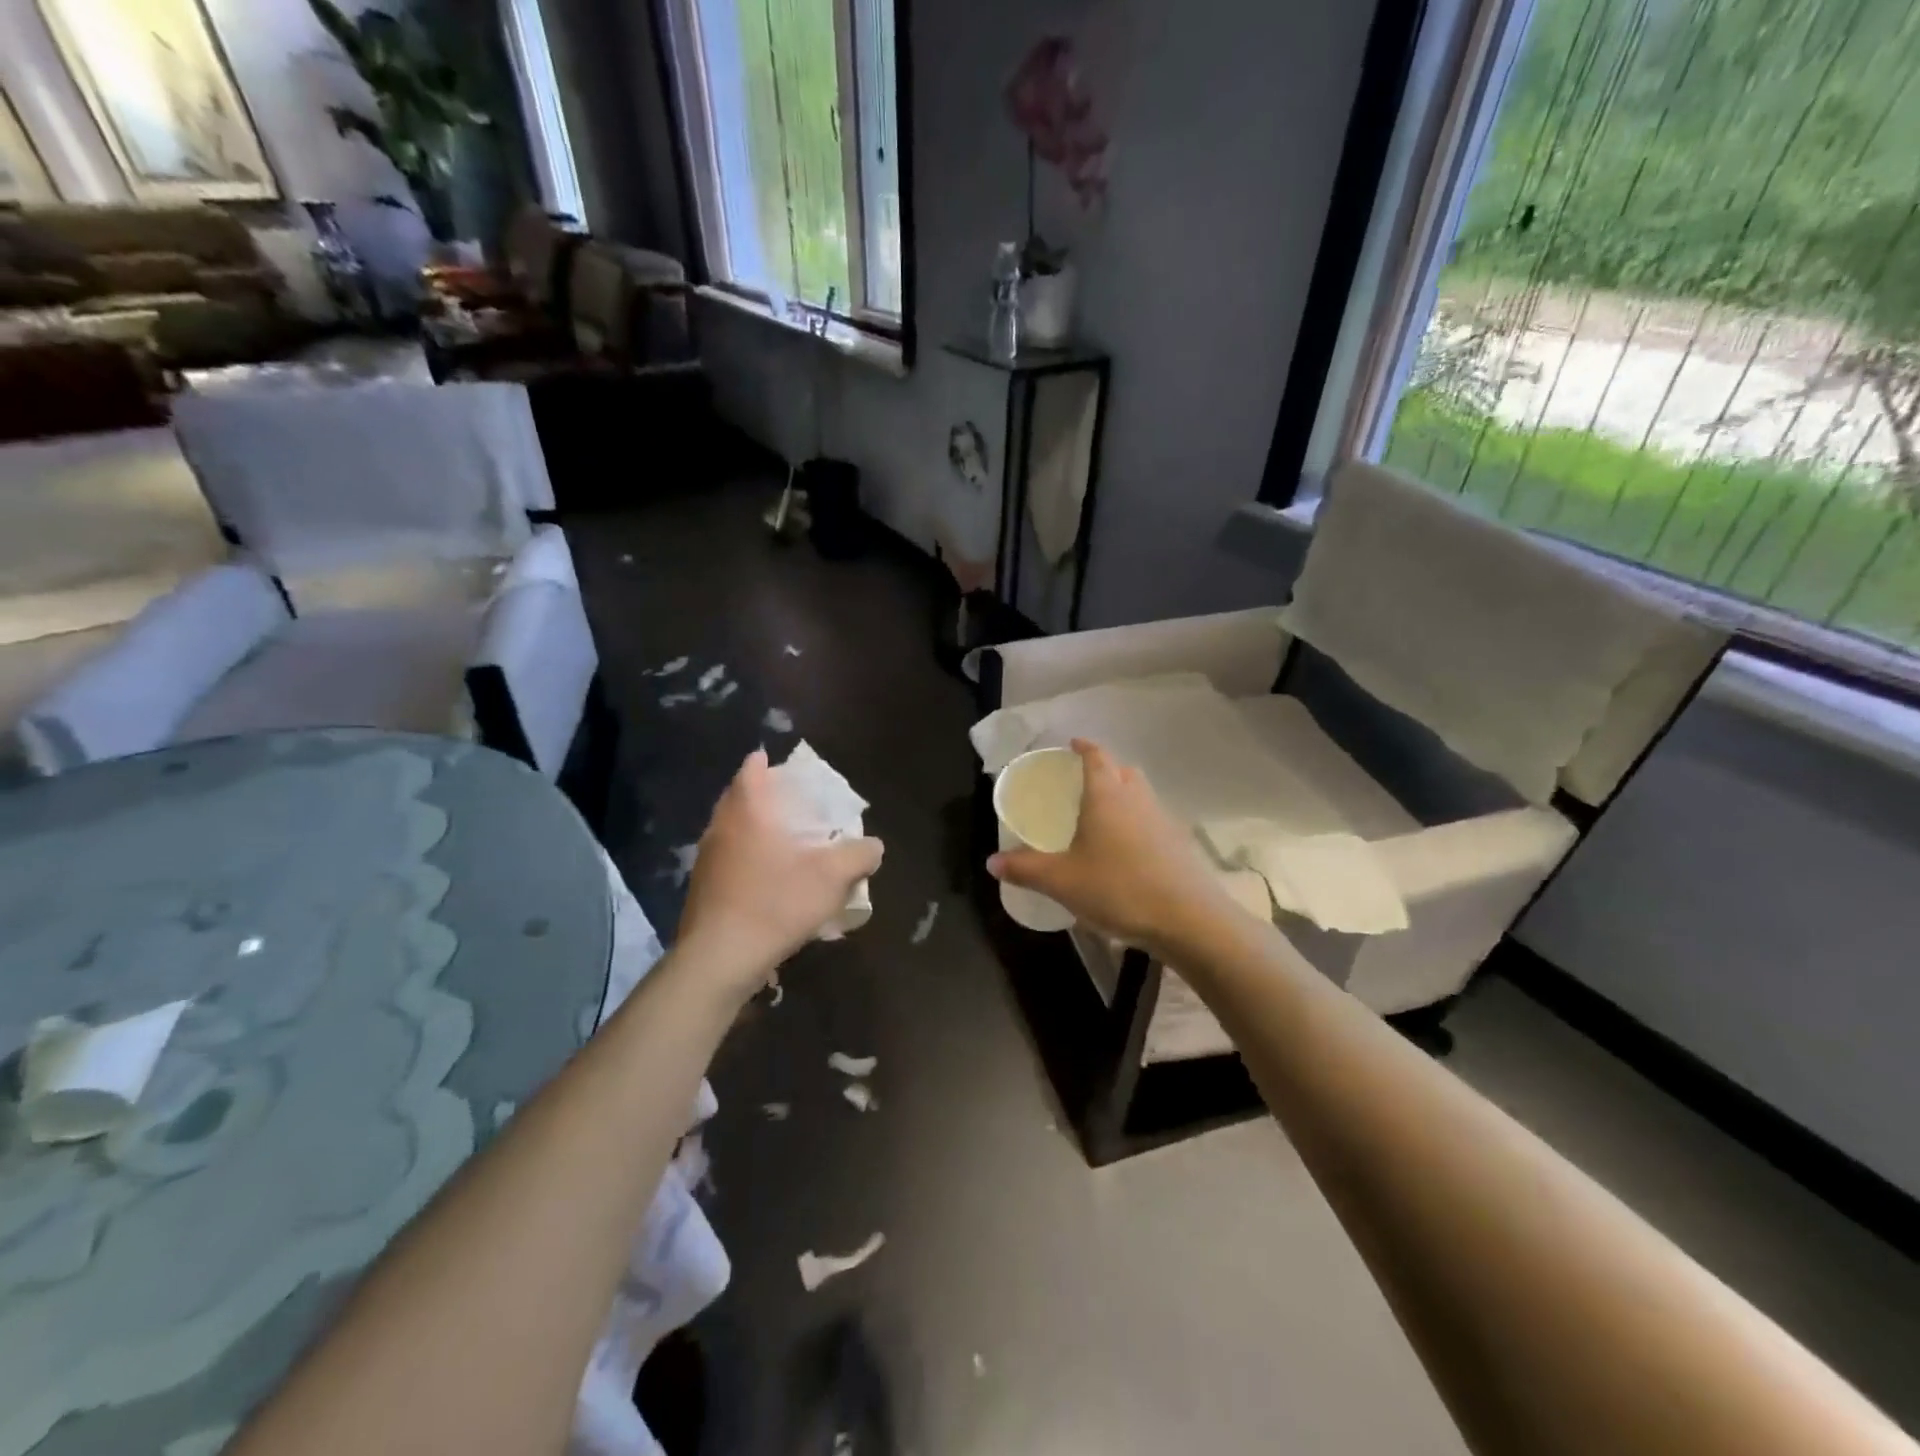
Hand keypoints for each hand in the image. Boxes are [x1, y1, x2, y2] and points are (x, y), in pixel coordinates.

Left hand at [676, 749, 883, 998]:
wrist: (720, 958)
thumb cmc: (776, 903)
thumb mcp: (833, 878)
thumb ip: (859, 855)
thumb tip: (873, 846)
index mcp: (748, 811)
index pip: (751, 771)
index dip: (763, 763)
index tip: (775, 762)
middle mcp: (720, 827)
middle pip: (737, 798)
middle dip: (759, 795)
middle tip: (786, 801)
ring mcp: (705, 860)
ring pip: (729, 830)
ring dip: (751, 829)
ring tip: (779, 840)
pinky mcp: (700, 890)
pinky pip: (725, 860)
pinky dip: (744, 858)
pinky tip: (764, 880)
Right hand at [988, 739, 1233, 960]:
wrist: (1187, 919)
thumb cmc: (1118, 887)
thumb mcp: (1062, 881)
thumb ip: (1025, 868)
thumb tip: (990, 862)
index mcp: (1107, 795)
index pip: (1097, 757)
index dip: (1084, 747)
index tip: (1073, 744)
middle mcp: (1137, 799)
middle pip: (1123, 771)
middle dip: (1105, 769)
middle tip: (1083, 782)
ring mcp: (1163, 820)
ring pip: (1141, 795)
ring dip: (1123, 796)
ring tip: (1101, 816)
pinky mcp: (1178, 845)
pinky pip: (1152, 820)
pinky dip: (1137, 823)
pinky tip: (1125, 851)